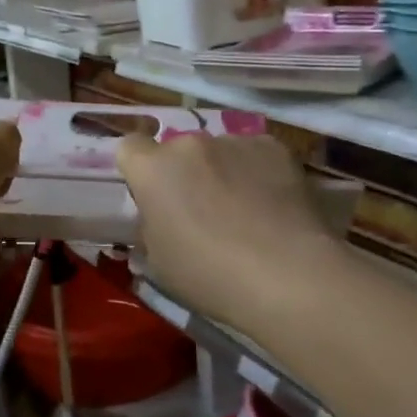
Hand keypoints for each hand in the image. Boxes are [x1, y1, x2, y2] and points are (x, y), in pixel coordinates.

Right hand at [117, 133, 343, 330]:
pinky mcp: (275, 147)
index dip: (139, 170)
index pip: (129, 148)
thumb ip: (152, 225)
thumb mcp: (159, 261)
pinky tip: (273, 205)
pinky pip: (255, 155)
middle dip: (185, 173)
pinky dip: (258, 172)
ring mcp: (235, 141)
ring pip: (219, 152)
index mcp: (153, 170)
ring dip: (222, 171)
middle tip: (202, 211)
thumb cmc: (210, 275)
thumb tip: (161, 216)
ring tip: (245, 210)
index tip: (152, 195)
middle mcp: (190, 144)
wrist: (287, 275)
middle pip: (179, 151)